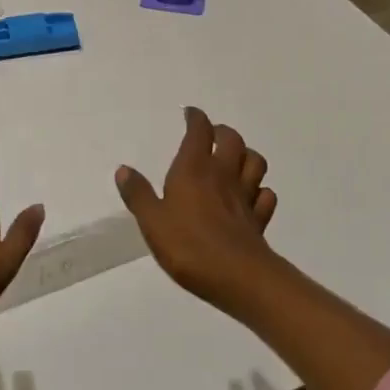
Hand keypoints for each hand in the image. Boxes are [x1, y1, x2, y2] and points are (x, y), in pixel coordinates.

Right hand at [115, 107, 278, 306]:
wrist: (236, 276)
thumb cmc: (188, 245)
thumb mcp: (152, 221)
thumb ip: (138, 194)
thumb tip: (124, 169)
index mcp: (195, 169)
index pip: (199, 131)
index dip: (196, 119)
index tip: (190, 114)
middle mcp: (223, 175)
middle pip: (232, 140)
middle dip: (222, 132)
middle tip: (212, 135)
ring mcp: (245, 196)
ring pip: (255, 162)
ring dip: (247, 155)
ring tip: (235, 160)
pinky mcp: (259, 219)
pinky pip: (265, 196)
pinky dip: (260, 191)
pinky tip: (251, 197)